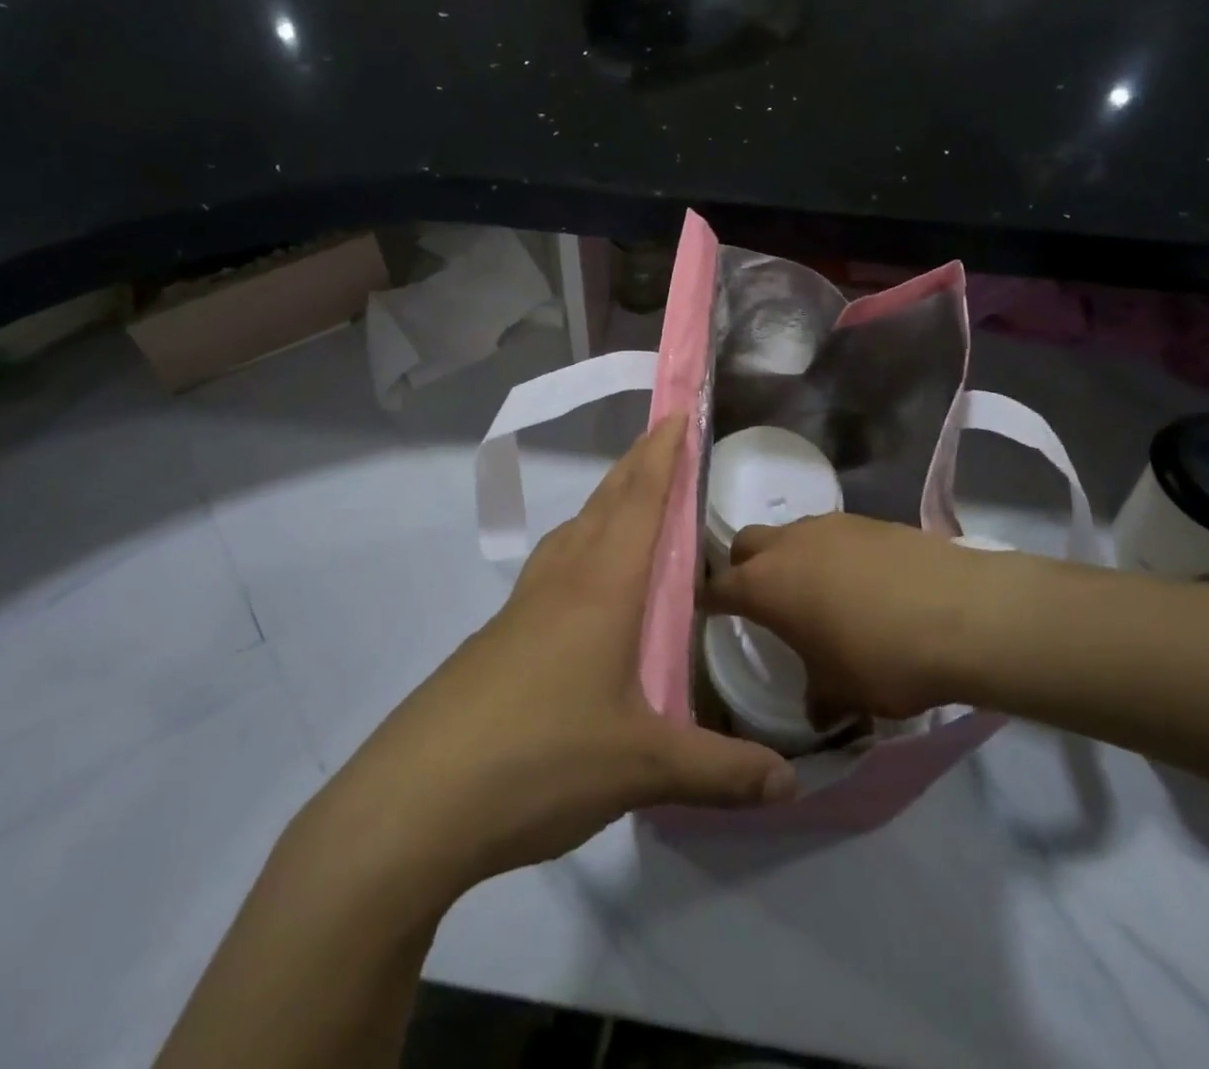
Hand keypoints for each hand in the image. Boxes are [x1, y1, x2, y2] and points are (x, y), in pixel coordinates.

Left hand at [320, 419, 794, 900]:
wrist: (418, 796)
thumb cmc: (541, 757)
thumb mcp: (642, 767)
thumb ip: (720, 770)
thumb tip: (790, 783)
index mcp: (602, 588)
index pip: (640, 502)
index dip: (662, 455)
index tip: (677, 413)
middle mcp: (562, 582)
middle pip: (604, 504)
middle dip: (635, 465)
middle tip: (660, 438)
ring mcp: (522, 608)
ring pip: (570, 533)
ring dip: (602, 505)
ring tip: (626, 502)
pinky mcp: (497, 638)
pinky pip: (549, 570)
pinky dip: (576, 550)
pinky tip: (579, 587)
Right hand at [705, 514, 1003, 721]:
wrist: (963, 615)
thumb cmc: (882, 659)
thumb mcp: (842, 693)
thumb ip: (817, 697)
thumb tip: (816, 708)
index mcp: (765, 584)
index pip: (718, 587)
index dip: (709, 601)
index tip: (707, 613)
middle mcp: (788, 544)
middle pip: (747, 543)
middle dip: (745, 568)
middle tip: (764, 602)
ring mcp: (830, 525)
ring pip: (791, 535)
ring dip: (793, 559)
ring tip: (819, 595)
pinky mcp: (869, 520)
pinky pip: (833, 535)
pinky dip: (833, 555)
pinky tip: (862, 585)